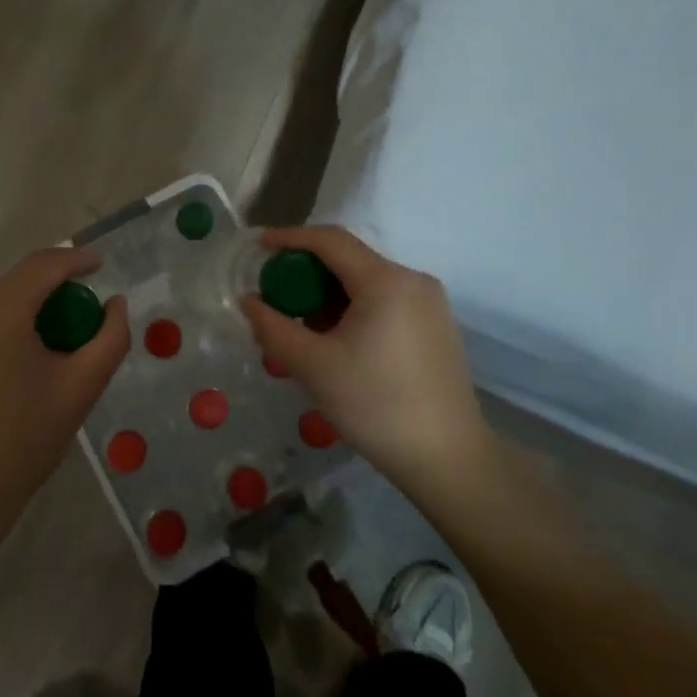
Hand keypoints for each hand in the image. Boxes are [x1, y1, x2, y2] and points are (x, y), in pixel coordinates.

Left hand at [0, 246, 128, 536]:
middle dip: (44, 294)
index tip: (98, 266)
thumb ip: (110, 338)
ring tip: (32, 352)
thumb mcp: (81, 388)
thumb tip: (115, 303)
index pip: (42, 266)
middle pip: (11, 286)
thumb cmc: (23, 442)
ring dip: (12, 316)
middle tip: (71, 322)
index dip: (74, 260)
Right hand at [241, 226, 491, 499]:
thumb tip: (249, 302)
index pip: (330, 240)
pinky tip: (337, 340)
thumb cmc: (376, 406)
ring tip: (302, 326)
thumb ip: (274, 328)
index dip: (290, 238)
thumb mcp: (314, 367)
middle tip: (276, 296)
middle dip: (308, 273)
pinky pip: (386, 302)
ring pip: (367, 283)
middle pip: (350, 260)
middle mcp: (413, 280)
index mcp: (386, 281)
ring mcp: (430, 303)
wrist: (447, 458)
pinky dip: (354, 309)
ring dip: (330, 295)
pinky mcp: (436, 326)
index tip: (258, 246)